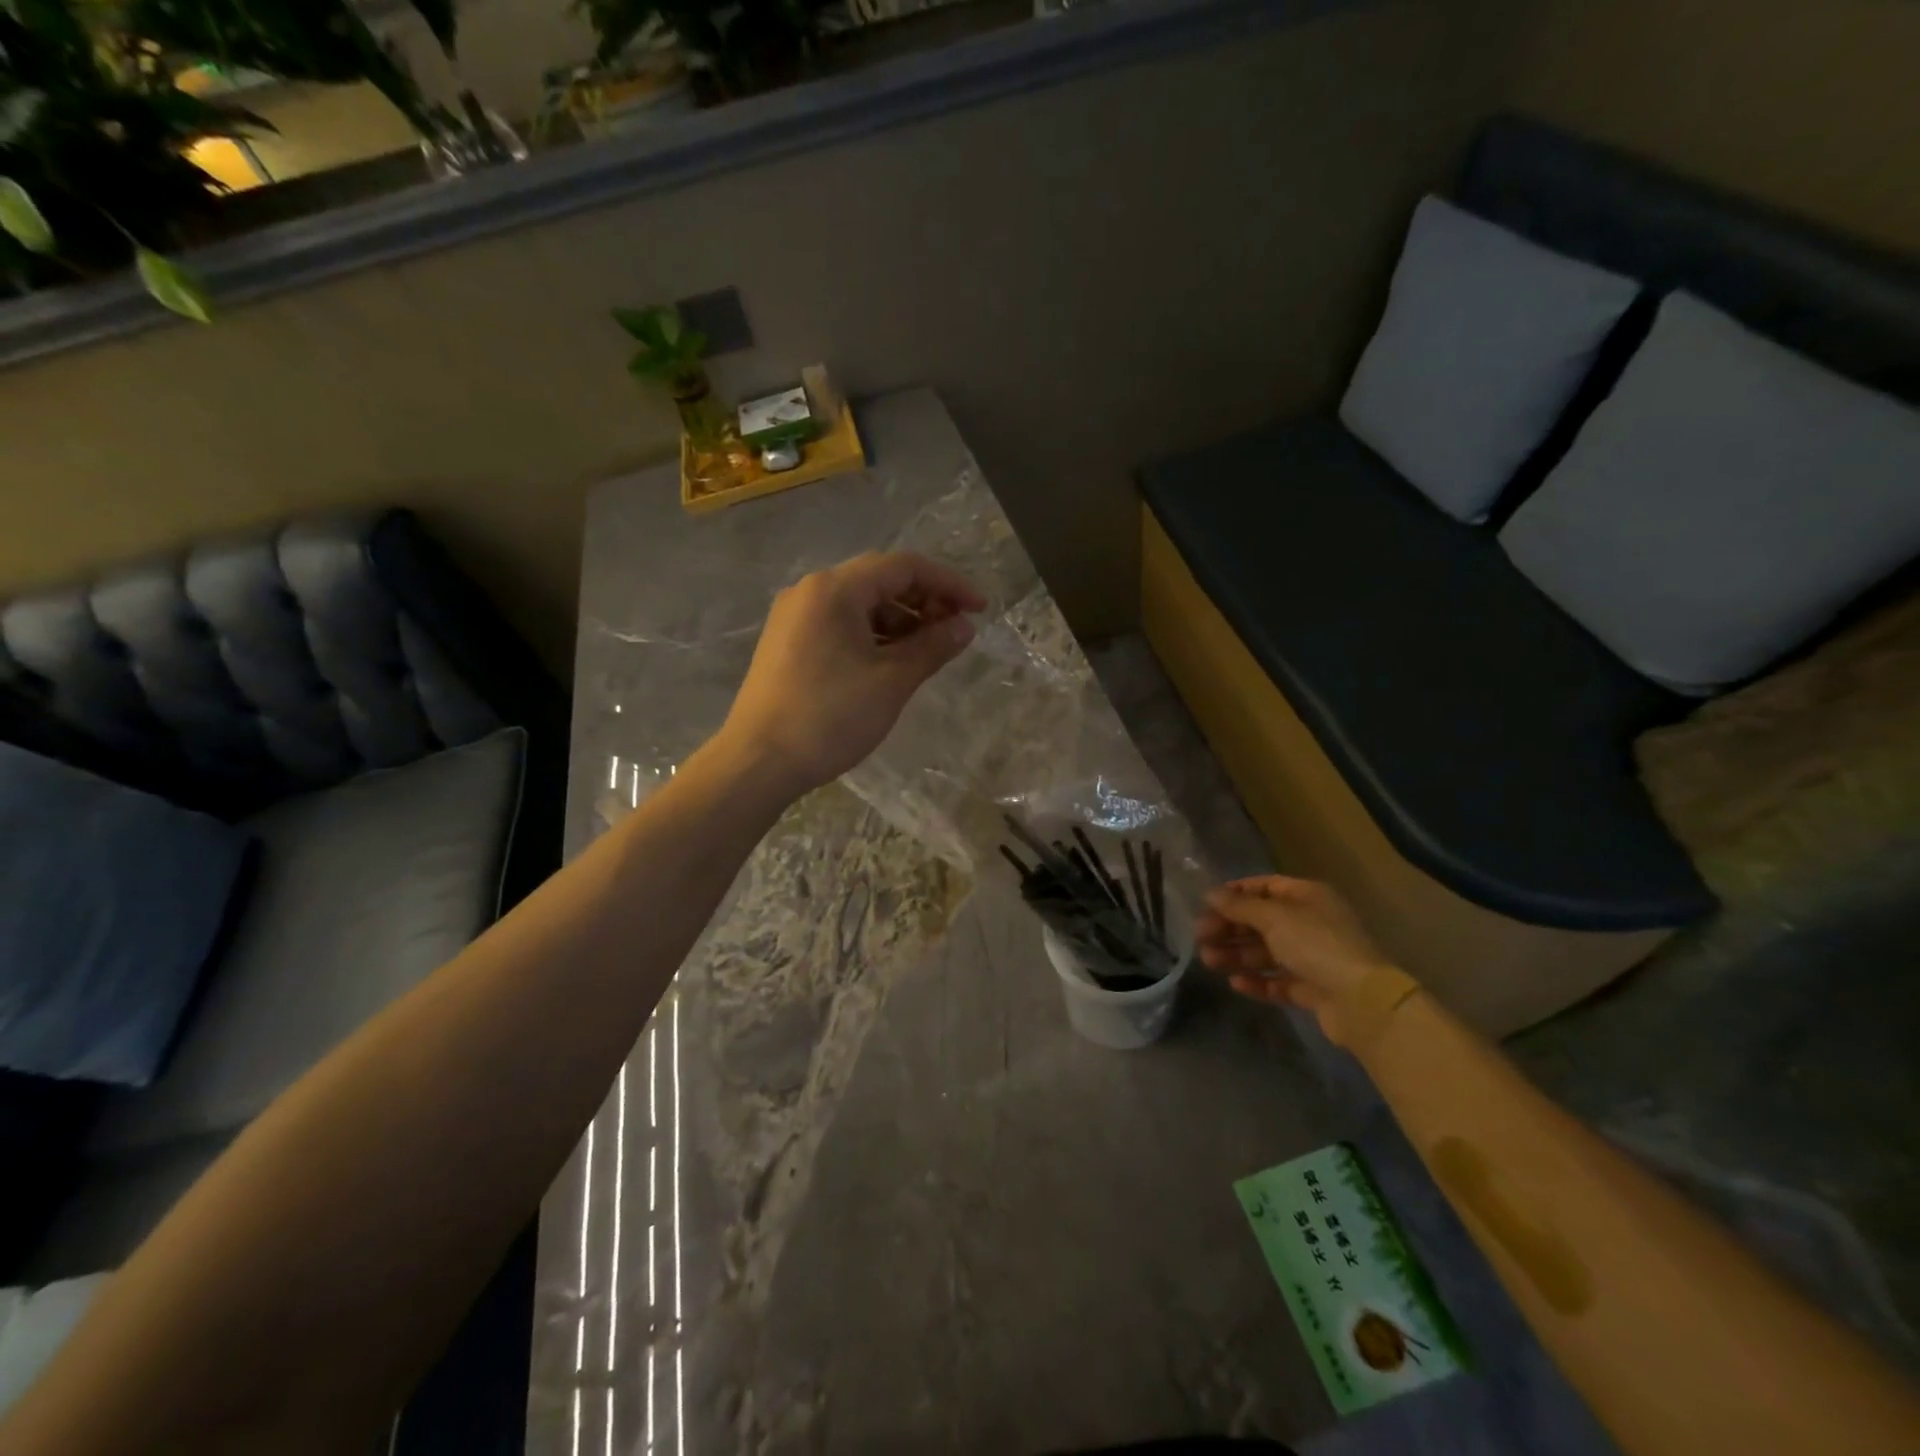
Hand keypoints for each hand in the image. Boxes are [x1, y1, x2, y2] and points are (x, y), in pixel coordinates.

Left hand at [719, 551, 985, 797]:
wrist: (758, 762)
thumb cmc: (829, 717)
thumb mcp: (891, 682)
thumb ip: (932, 647)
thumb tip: (965, 626)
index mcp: (835, 589)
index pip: (904, 567)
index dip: (948, 584)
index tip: (979, 610)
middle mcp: (811, 591)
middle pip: (880, 580)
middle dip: (924, 601)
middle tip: (955, 633)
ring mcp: (795, 617)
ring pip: (860, 604)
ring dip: (900, 620)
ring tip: (928, 652)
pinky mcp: (788, 643)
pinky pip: (840, 624)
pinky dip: (873, 636)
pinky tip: (891, 662)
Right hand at [1195, 876, 1401, 1046]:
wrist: (1361, 1001)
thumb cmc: (1315, 944)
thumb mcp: (1273, 917)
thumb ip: (1239, 906)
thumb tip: (1210, 893)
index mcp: (1307, 897)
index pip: (1265, 887)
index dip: (1235, 894)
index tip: (1206, 904)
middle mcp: (1311, 923)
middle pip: (1262, 921)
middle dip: (1230, 928)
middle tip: (1200, 936)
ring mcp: (1313, 958)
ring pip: (1267, 952)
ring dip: (1237, 955)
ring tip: (1208, 961)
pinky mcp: (1313, 989)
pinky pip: (1278, 981)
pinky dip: (1257, 981)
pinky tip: (1235, 983)